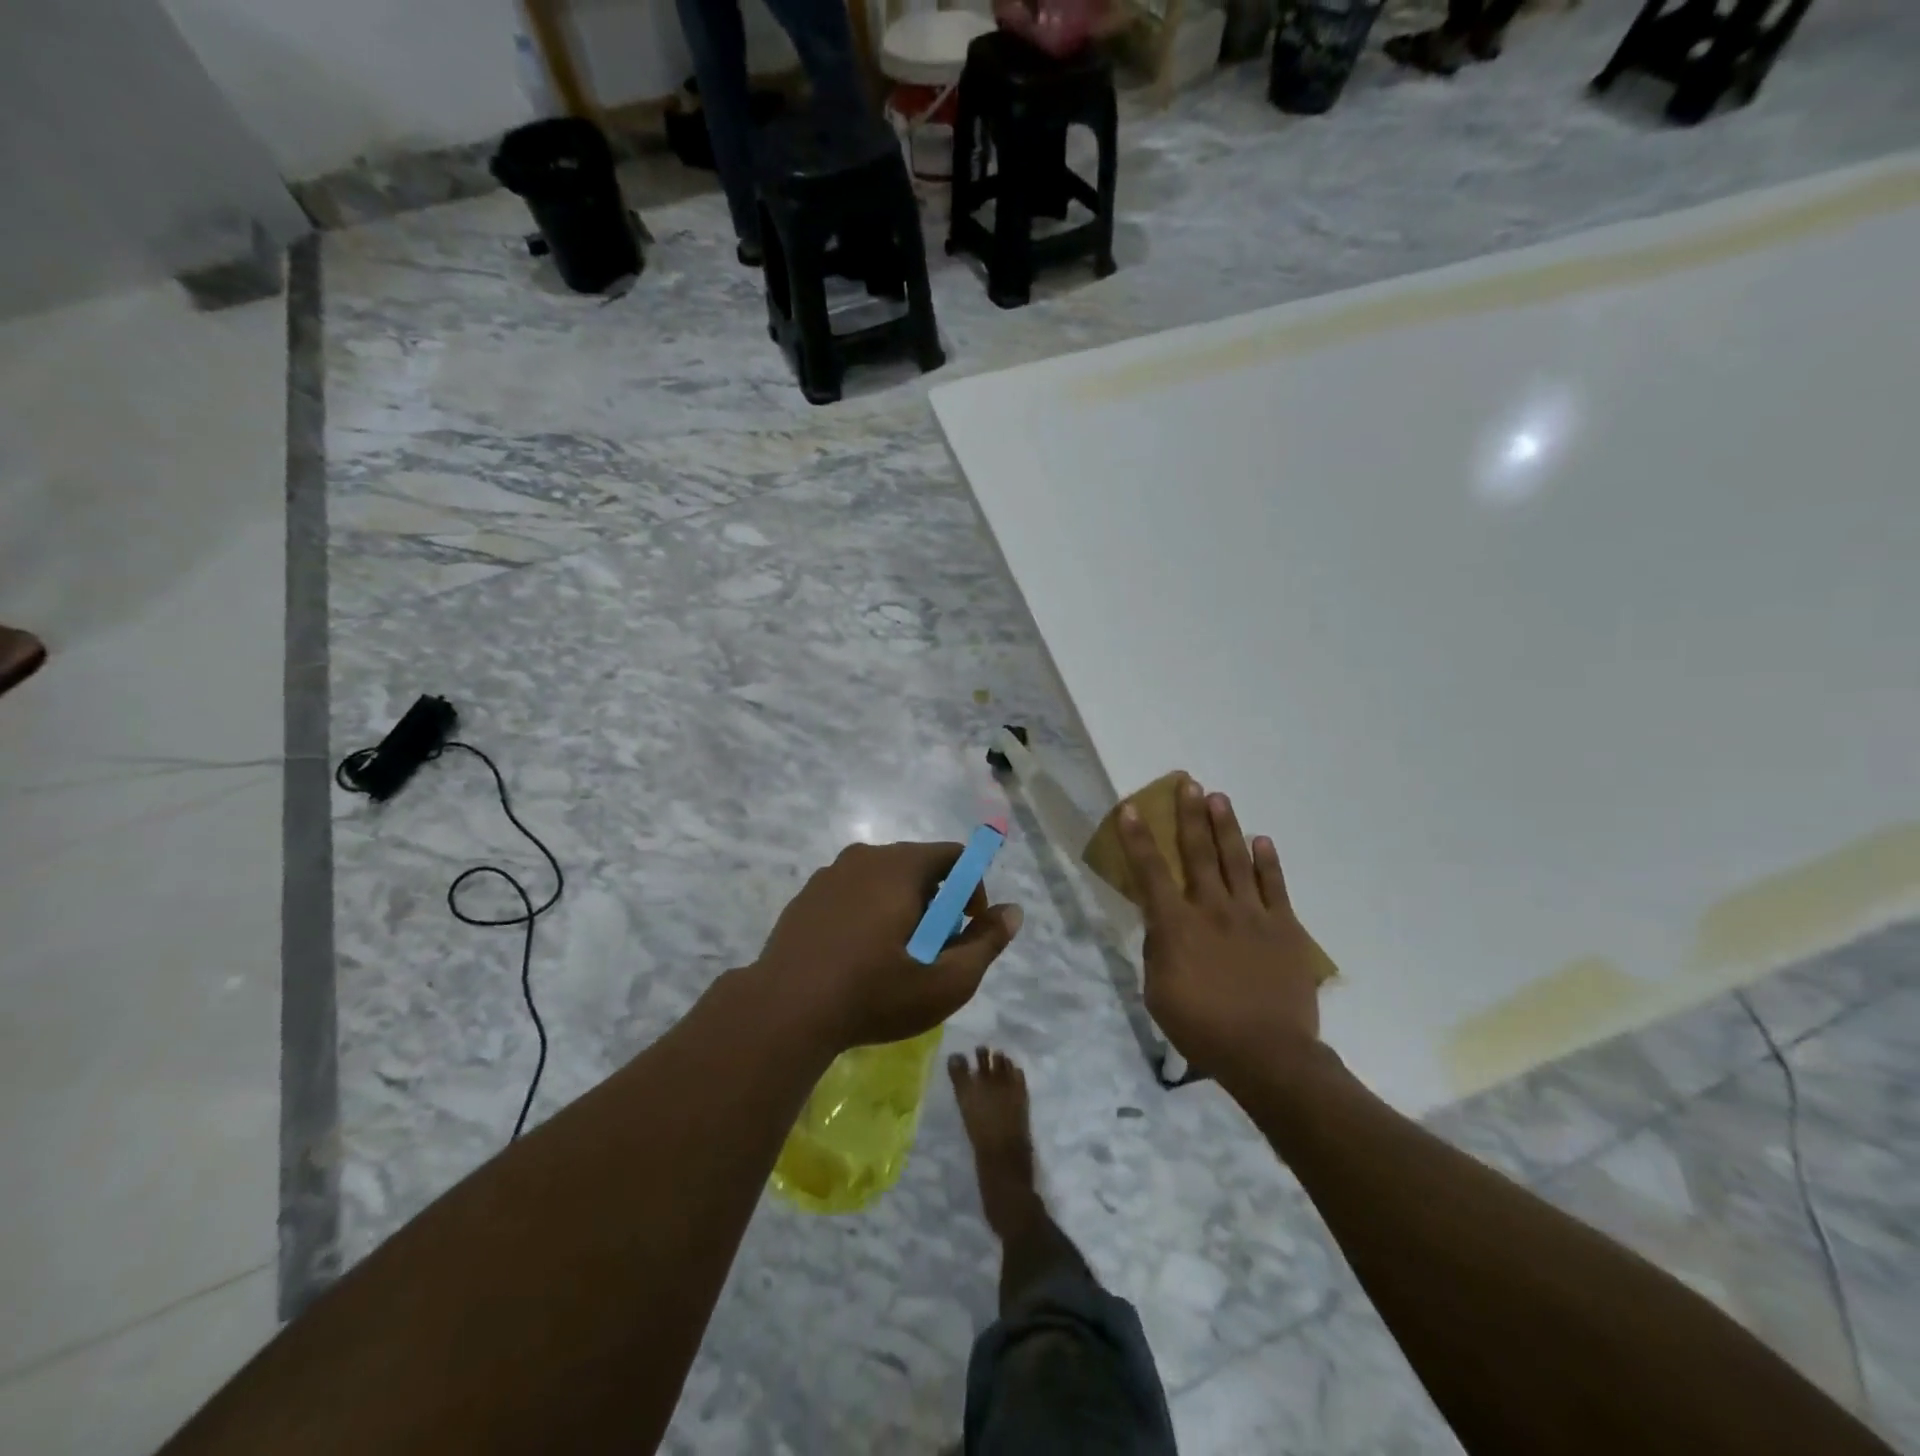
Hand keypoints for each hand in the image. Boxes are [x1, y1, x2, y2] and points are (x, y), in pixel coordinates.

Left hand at [751, 841, 1023, 1055]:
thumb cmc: (874, 993)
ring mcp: (829, 875)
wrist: (784, 1011)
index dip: (973, 890)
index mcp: (901, 866)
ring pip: (883, 879)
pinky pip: (852, 893)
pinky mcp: (806, 897)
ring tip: (896, 957)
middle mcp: (864, 857)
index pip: (955, 856)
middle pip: (919, 866)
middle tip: (933, 950)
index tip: (965, 930)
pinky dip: (867, 914)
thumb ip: (986, 942)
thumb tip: (1013, 912)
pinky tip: (858, 957)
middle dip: (937, 903)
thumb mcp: (945, 980)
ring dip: (902, 908)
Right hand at [1117, 776, 1321, 1077]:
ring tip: (1220, 798)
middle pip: (1198, 853)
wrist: (1268, 1054)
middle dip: (1190, 815)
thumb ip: (1157, 951)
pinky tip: (1262, 840)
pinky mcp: (1284, 928)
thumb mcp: (1158, 993)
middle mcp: (1212, 908)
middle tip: (1189, 784)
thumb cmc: (1202, 1028)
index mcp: (1177, 925)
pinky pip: (1275, 886)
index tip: (1131, 808)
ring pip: (1236, 860)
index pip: (1150, 872)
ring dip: (1226, 827)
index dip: (1138, 838)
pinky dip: (1268, 862)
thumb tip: (1162, 925)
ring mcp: (1252, 915)